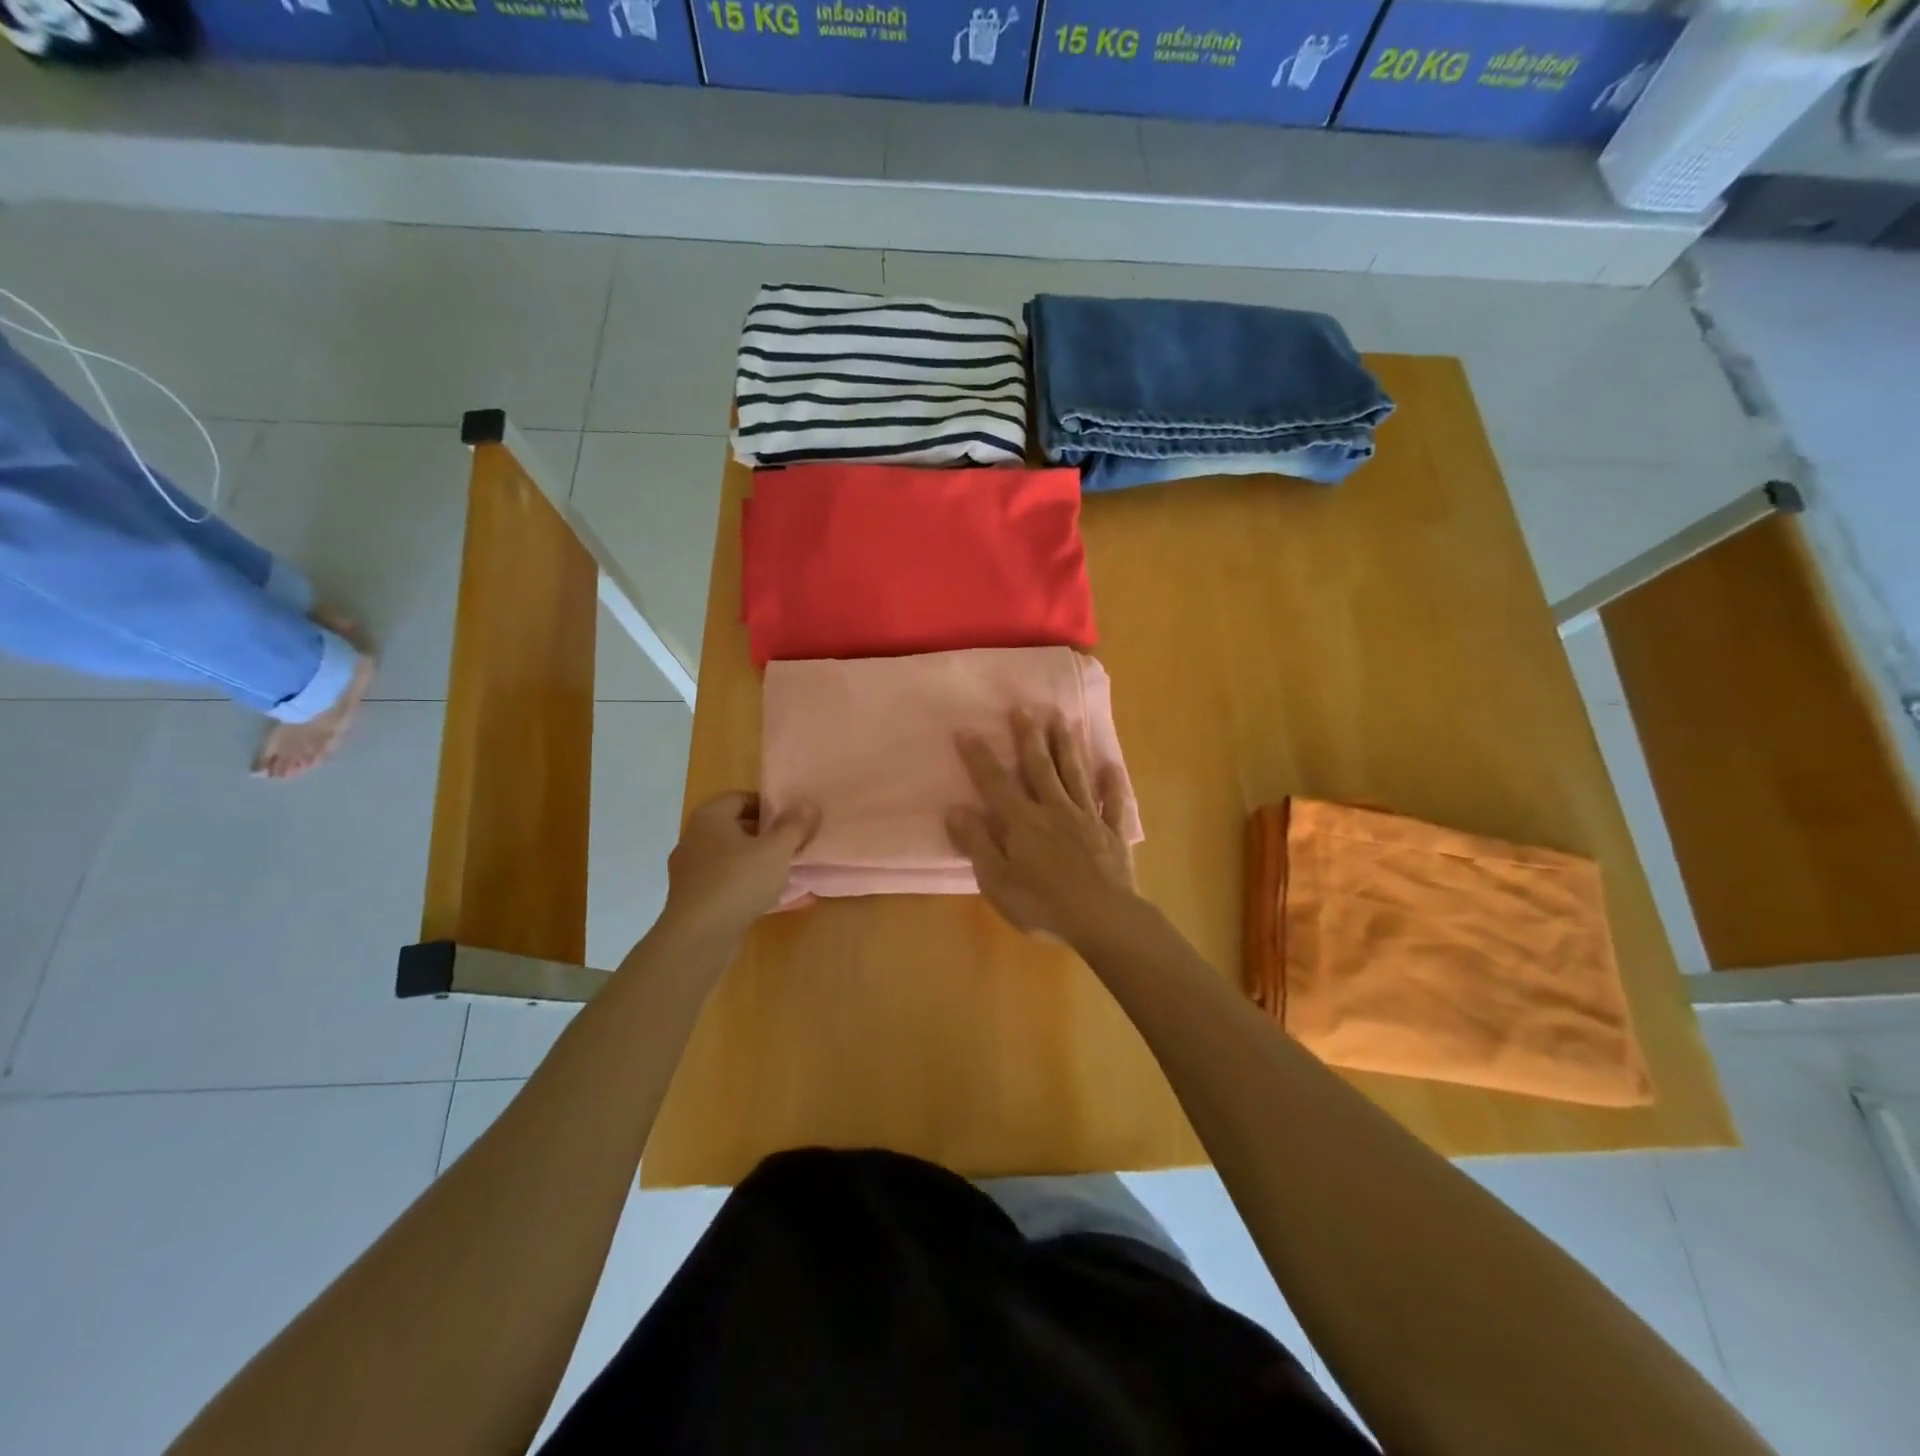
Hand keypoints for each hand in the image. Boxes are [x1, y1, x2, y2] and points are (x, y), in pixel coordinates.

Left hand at [659, 792, 819, 946]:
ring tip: (781, 872)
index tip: (792, 821)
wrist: (697, 938)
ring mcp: (689, 869)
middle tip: (791, 845)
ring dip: (754, 861)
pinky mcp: (691, 897)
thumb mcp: (776, 850)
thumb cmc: (738, 882)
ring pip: (729, 855)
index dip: (769, 806)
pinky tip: (762, 897)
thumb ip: (794, 826)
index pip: (742, 797)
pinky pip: (722, 880)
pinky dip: (742, 883)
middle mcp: (694, 837)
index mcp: (710, 817)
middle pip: (735, 826)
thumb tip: (808, 803)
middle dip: (764, 834)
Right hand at [946, 708, 1138, 947]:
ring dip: (1067, 747)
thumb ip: (977, 844)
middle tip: (1023, 708)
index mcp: (1023, 822)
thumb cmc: (1043, 905)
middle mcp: (1055, 810)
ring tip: (1063, 720)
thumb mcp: (997, 881)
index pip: (995, 783)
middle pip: (1040, 767)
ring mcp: (1088, 818)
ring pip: (1076, 775)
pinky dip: (1113, 783)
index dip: (979, 757)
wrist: (1103, 919)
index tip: (967, 731)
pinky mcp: (1113, 833)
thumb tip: (955, 809)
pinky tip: (1111, 765)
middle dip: (1029, 737)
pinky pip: (1114, 802)